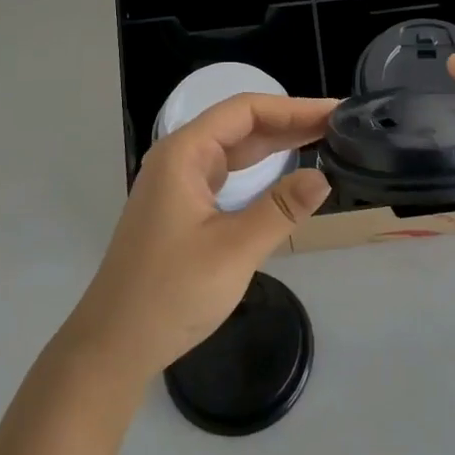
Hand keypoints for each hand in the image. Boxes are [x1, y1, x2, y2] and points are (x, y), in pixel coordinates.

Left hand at [62, 93, 334, 382]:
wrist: (113, 346)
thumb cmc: (170, 294)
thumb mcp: (233, 250)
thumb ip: (280, 209)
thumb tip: (323, 177)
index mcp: (184, 153)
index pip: (246, 111)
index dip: (294, 107)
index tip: (335, 112)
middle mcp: (180, 158)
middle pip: (242, 125)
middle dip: (290, 122)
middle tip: (341, 125)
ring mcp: (180, 183)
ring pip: (236, 148)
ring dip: (278, 143)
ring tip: (325, 138)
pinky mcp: (184, 207)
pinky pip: (229, 173)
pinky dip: (262, 168)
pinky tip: (287, 171)